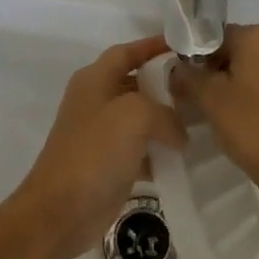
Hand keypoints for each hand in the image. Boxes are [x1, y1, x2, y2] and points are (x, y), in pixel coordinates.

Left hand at [13, 36, 184, 258]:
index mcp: (95, 79)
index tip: (183, 47)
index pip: (127, 51)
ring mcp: (100, 133)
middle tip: (197, 90)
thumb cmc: (95, 151)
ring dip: (164, 121)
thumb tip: (179, 132)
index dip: (153, 46)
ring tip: (197, 124)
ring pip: (139, 118)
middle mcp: (96, 100)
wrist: (61, 212)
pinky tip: (181, 159)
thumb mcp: (135, 116)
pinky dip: (158, 151)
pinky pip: (139, 149)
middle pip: (135, 83)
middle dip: (164, 86)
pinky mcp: (107, 164)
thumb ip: (164, 113)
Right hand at [171, 24, 258, 199]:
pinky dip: (248, 90)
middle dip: (212, 70)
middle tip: (196, 99)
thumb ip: (187, 76)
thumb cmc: (251, 125)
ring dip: (229, 82)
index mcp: (256, 35)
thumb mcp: (209, 99)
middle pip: (232, 48)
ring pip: (248, 65)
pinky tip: (238, 115)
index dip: (194, 58)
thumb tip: (176, 67)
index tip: (184, 83)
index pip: (213, 36)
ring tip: (215, 110)